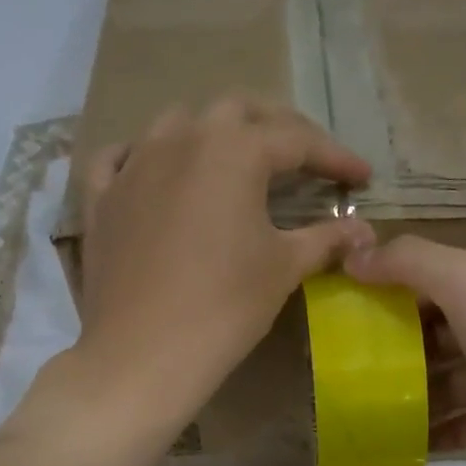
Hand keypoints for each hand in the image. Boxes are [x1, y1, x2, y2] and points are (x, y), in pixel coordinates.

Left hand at [69, 96, 374, 431]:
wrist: (144, 353)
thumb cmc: (225, 307)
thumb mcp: (284, 268)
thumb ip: (326, 239)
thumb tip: (364, 231)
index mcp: (234, 150)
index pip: (297, 140)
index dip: (335, 157)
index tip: (362, 177)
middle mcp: (181, 139)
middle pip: (237, 112)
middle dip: (277, 129)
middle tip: (302, 160)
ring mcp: (133, 164)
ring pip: (177, 123)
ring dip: (213, 133)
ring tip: (233, 162)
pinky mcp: (101, 198)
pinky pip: (120, 158)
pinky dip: (144, 157)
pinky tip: (155, 172)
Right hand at [344, 237, 465, 465]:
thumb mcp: (464, 279)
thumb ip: (407, 262)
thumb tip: (353, 255)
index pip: (443, 275)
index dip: (398, 291)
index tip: (355, 317)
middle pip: (449, 330)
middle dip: (406, 351)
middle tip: (359, 372)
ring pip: (462, 379)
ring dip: (423, 397)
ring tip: (378, 416)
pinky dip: (448, 430)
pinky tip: (413, 445)